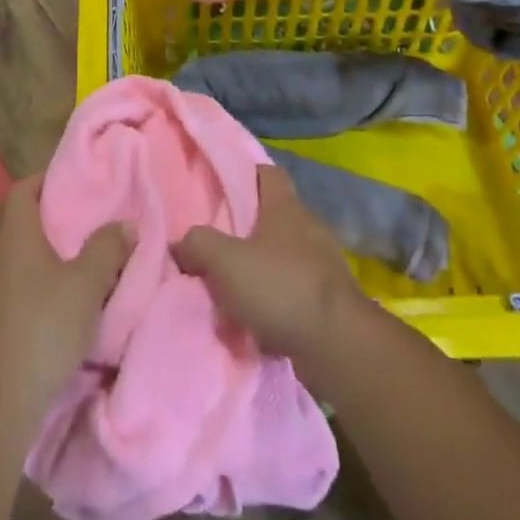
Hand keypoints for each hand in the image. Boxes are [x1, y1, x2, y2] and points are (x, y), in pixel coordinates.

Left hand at [0, 174, 132, 415]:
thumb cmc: (42, 326)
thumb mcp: (87, 284)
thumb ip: (107, 248)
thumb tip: (125, 224)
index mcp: (13, 234)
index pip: (23, 190)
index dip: (46, 182)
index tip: (74, 185)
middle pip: (18, 226)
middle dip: (49, 224)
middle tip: (84, 228)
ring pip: (14, 262)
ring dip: (40, 263)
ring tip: (75, 270)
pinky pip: (9, 294)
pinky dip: (30, 293)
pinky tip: (54, 312)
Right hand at [172, 164, 366, 368]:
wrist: (338, 346)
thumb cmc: (281, 287)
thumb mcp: (225, 262)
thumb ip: (198, 245)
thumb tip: (180, 243)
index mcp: (285, 207)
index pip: (268, 173)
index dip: (247, 174)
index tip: (224, 186)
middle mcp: (309, 227)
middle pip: (276, 216)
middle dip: (250, 228)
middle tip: (220, 243)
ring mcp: (325, 264)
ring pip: (287, 255)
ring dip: (265, 268)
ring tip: (236, 287)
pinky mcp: (333, 300)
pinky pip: (298, 290)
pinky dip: (280, 300)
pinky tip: (260, 317)